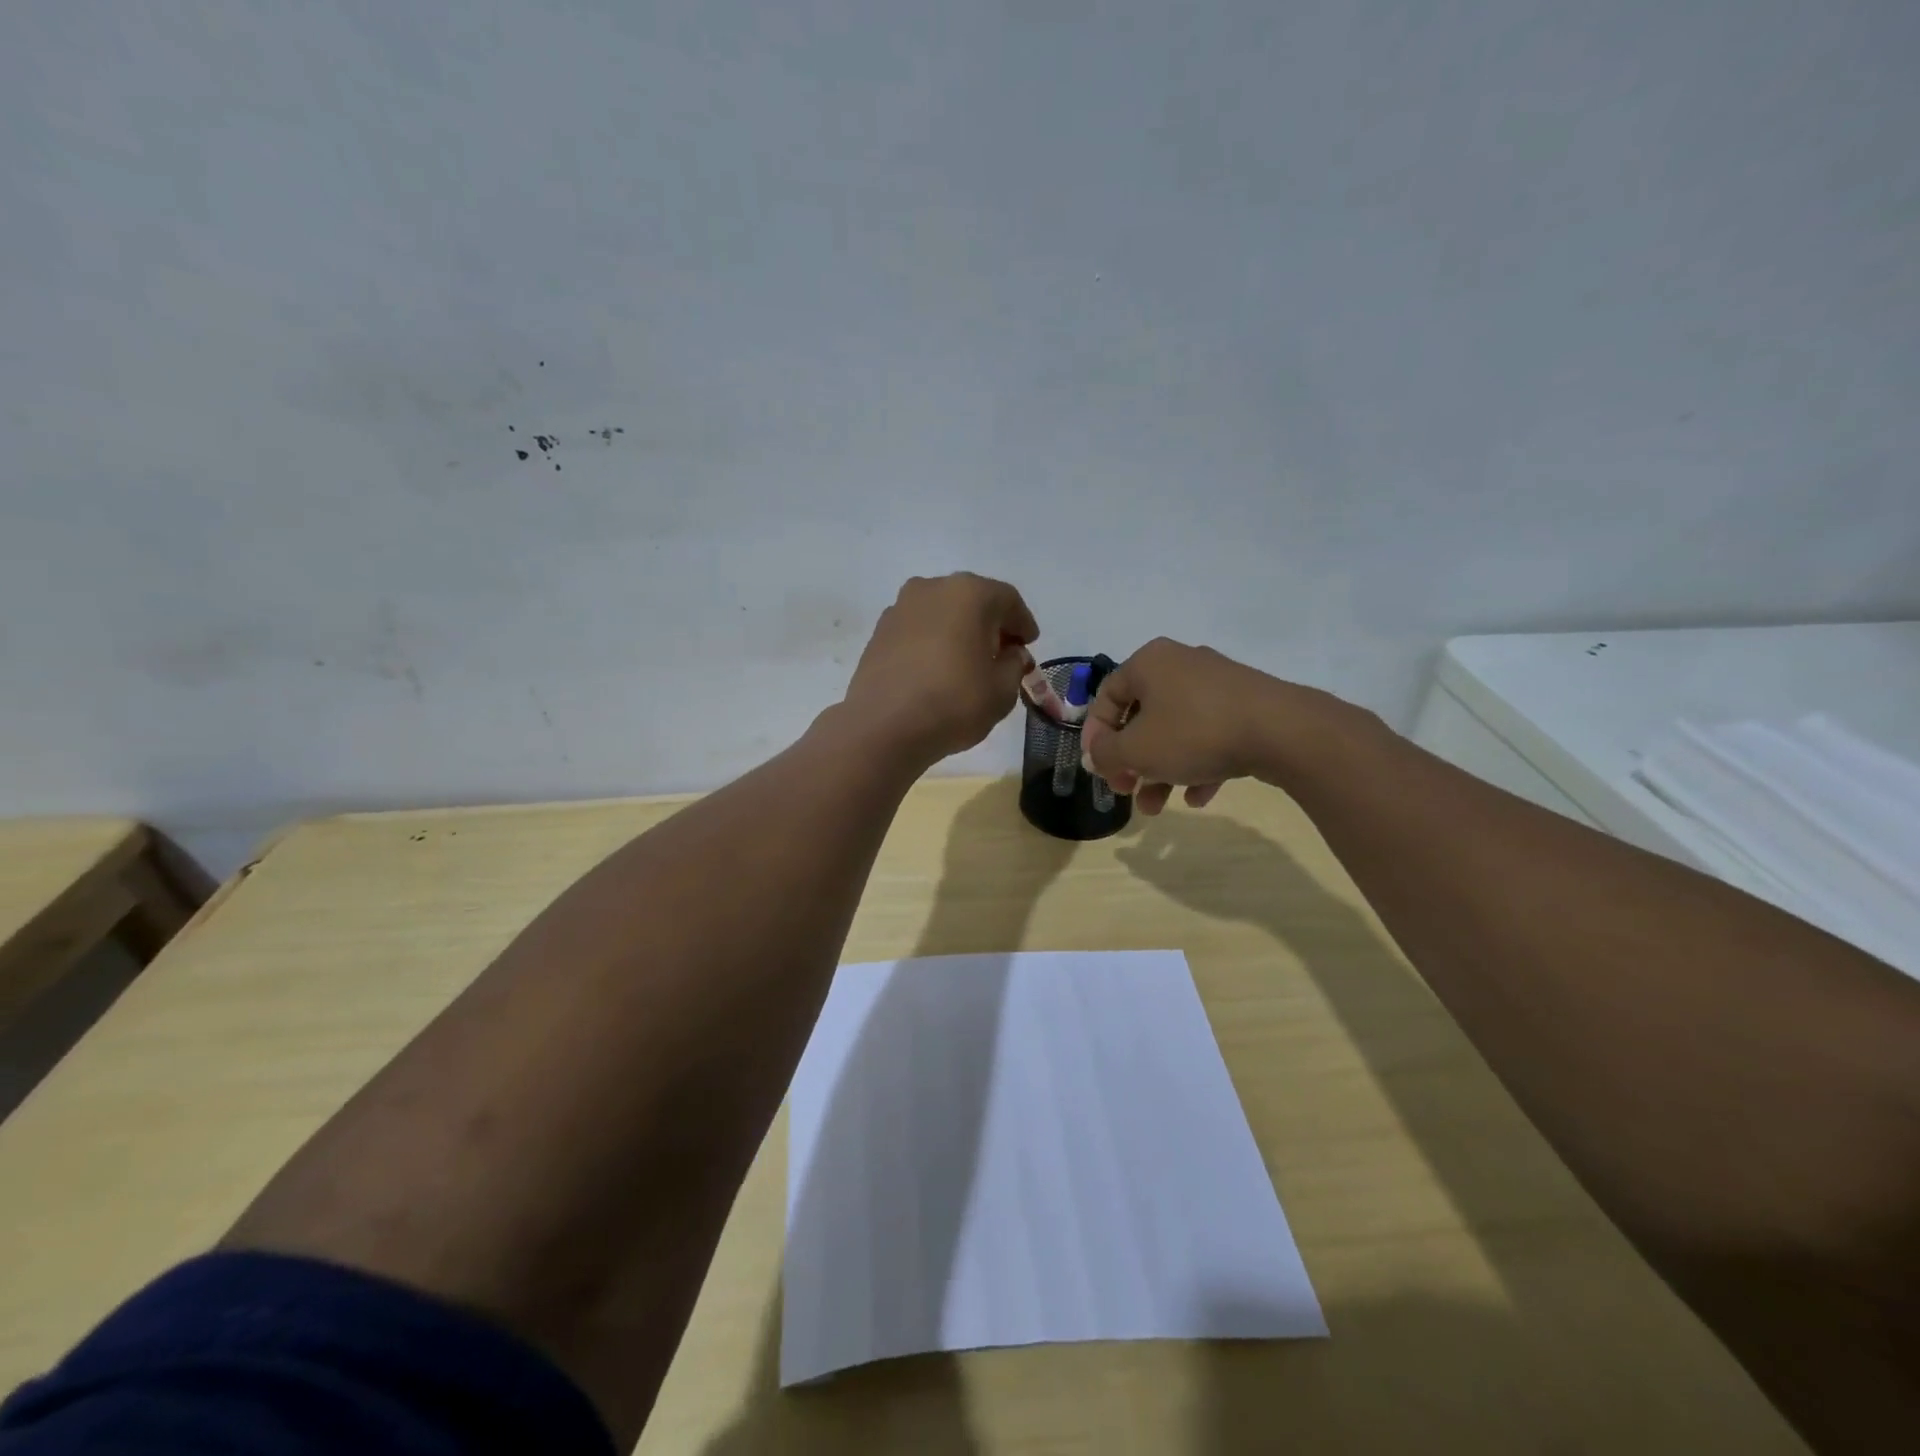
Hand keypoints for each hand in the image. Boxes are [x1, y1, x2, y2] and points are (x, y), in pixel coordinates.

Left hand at [841, 573, 1038, 766]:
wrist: (883, 727)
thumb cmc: (953, 703)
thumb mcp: (1002, 690)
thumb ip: (1014, 665)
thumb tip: (1010, 653)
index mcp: (969, 593)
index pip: (1008, 600)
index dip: (1023, 623)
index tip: (1029, 644)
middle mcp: (932, 588)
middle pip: (972, 600)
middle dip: (991, 624)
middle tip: (1002, 652)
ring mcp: (900, 607)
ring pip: (942, 613)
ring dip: (959, 631)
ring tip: (968, 662)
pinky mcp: (879, 631)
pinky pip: (918, 629)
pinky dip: (933, 641)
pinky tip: (937, 669)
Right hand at [1080, 638, 1286, 814]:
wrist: (1282, 731)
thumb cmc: (1194, 732)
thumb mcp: (1136, 749)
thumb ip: (1105, 753)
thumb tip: (1096, 754)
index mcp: (1149, 663)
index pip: (1107, 697)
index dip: (1095, 736)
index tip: (1098, 769)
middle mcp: (1181, 665)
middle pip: (1142, 717)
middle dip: (1131, 762)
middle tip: (1127, 791)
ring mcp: (1217, 684)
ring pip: (1176, 731)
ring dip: (1161, 770)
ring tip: (1158, 808)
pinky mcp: (1247, 705)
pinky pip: (1210, 735)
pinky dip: (1199, 765)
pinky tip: (1199, 797)